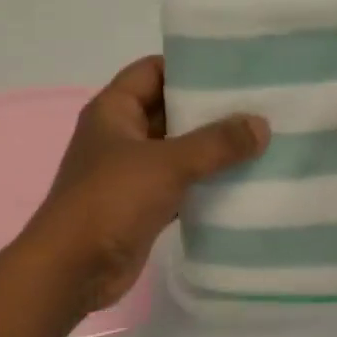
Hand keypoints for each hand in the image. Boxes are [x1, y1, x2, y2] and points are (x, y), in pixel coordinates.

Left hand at [28, 57, 268, 311]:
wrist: (75, 269)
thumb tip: (260, 125)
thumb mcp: (167, 163)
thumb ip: (216, 143)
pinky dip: (205, 188)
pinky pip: (179, 189)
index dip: (191, 67)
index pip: (154, 71)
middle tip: (262, 106)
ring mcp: (130, 175)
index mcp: (113, 111)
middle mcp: (121, 137)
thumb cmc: (111, 201)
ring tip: (262, 142)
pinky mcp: (142, 209)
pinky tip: (243, 185)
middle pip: (170, 112)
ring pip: (178, 154)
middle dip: (211, 111)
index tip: (237, 68)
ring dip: (212, 152)